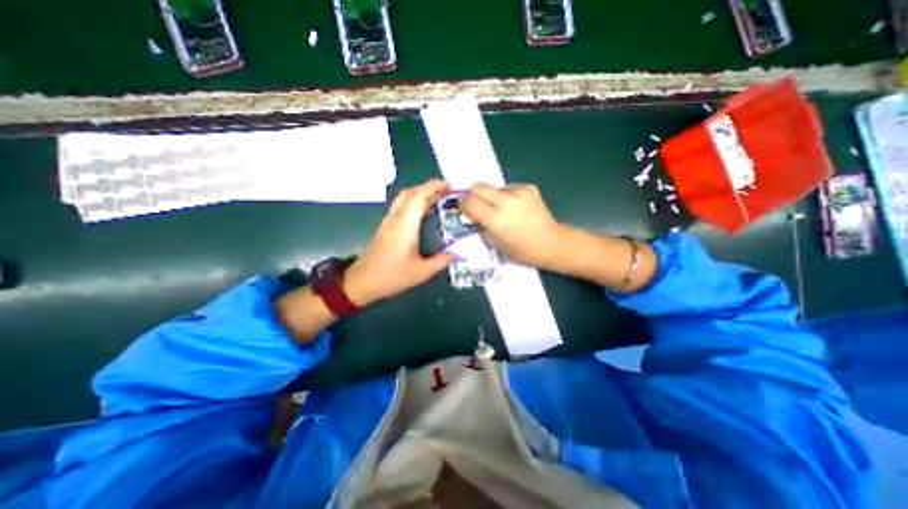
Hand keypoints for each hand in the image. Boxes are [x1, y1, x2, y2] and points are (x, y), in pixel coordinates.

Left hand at [340, 178, 453, 305]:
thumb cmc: (391, 276)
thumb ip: (441, 261)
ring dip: (421, 194)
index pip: (418, 196)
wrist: (361, 282)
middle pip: (410, 193)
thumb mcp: (421, 272)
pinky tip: (424, 214)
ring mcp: (388, 222)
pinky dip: (414, 203)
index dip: (434, 187)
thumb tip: (457, 253)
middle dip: (428, 187)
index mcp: (404, 225)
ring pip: (404, 199)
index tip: (449, 186)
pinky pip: (401, 207)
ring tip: (438, 200)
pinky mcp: (385, 228)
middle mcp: (395, 218)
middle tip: (446, 192)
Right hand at [464, 184, 565, 270]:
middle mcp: (506, 202)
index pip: (469, 202)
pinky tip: (514, 208)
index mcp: (496, 219)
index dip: (461, 202)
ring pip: (493, 187)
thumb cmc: (521, 250)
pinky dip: (505, 196)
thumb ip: (480, 225)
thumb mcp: (494, 243)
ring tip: (499, 209)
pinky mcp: (528, 188)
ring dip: (490, 196)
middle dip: (472, 193)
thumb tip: (471, 213)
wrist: (551, 243)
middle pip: (478, 186)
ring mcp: (519, 192)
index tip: (460, 206)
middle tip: (475, 204)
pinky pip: (508, 188)